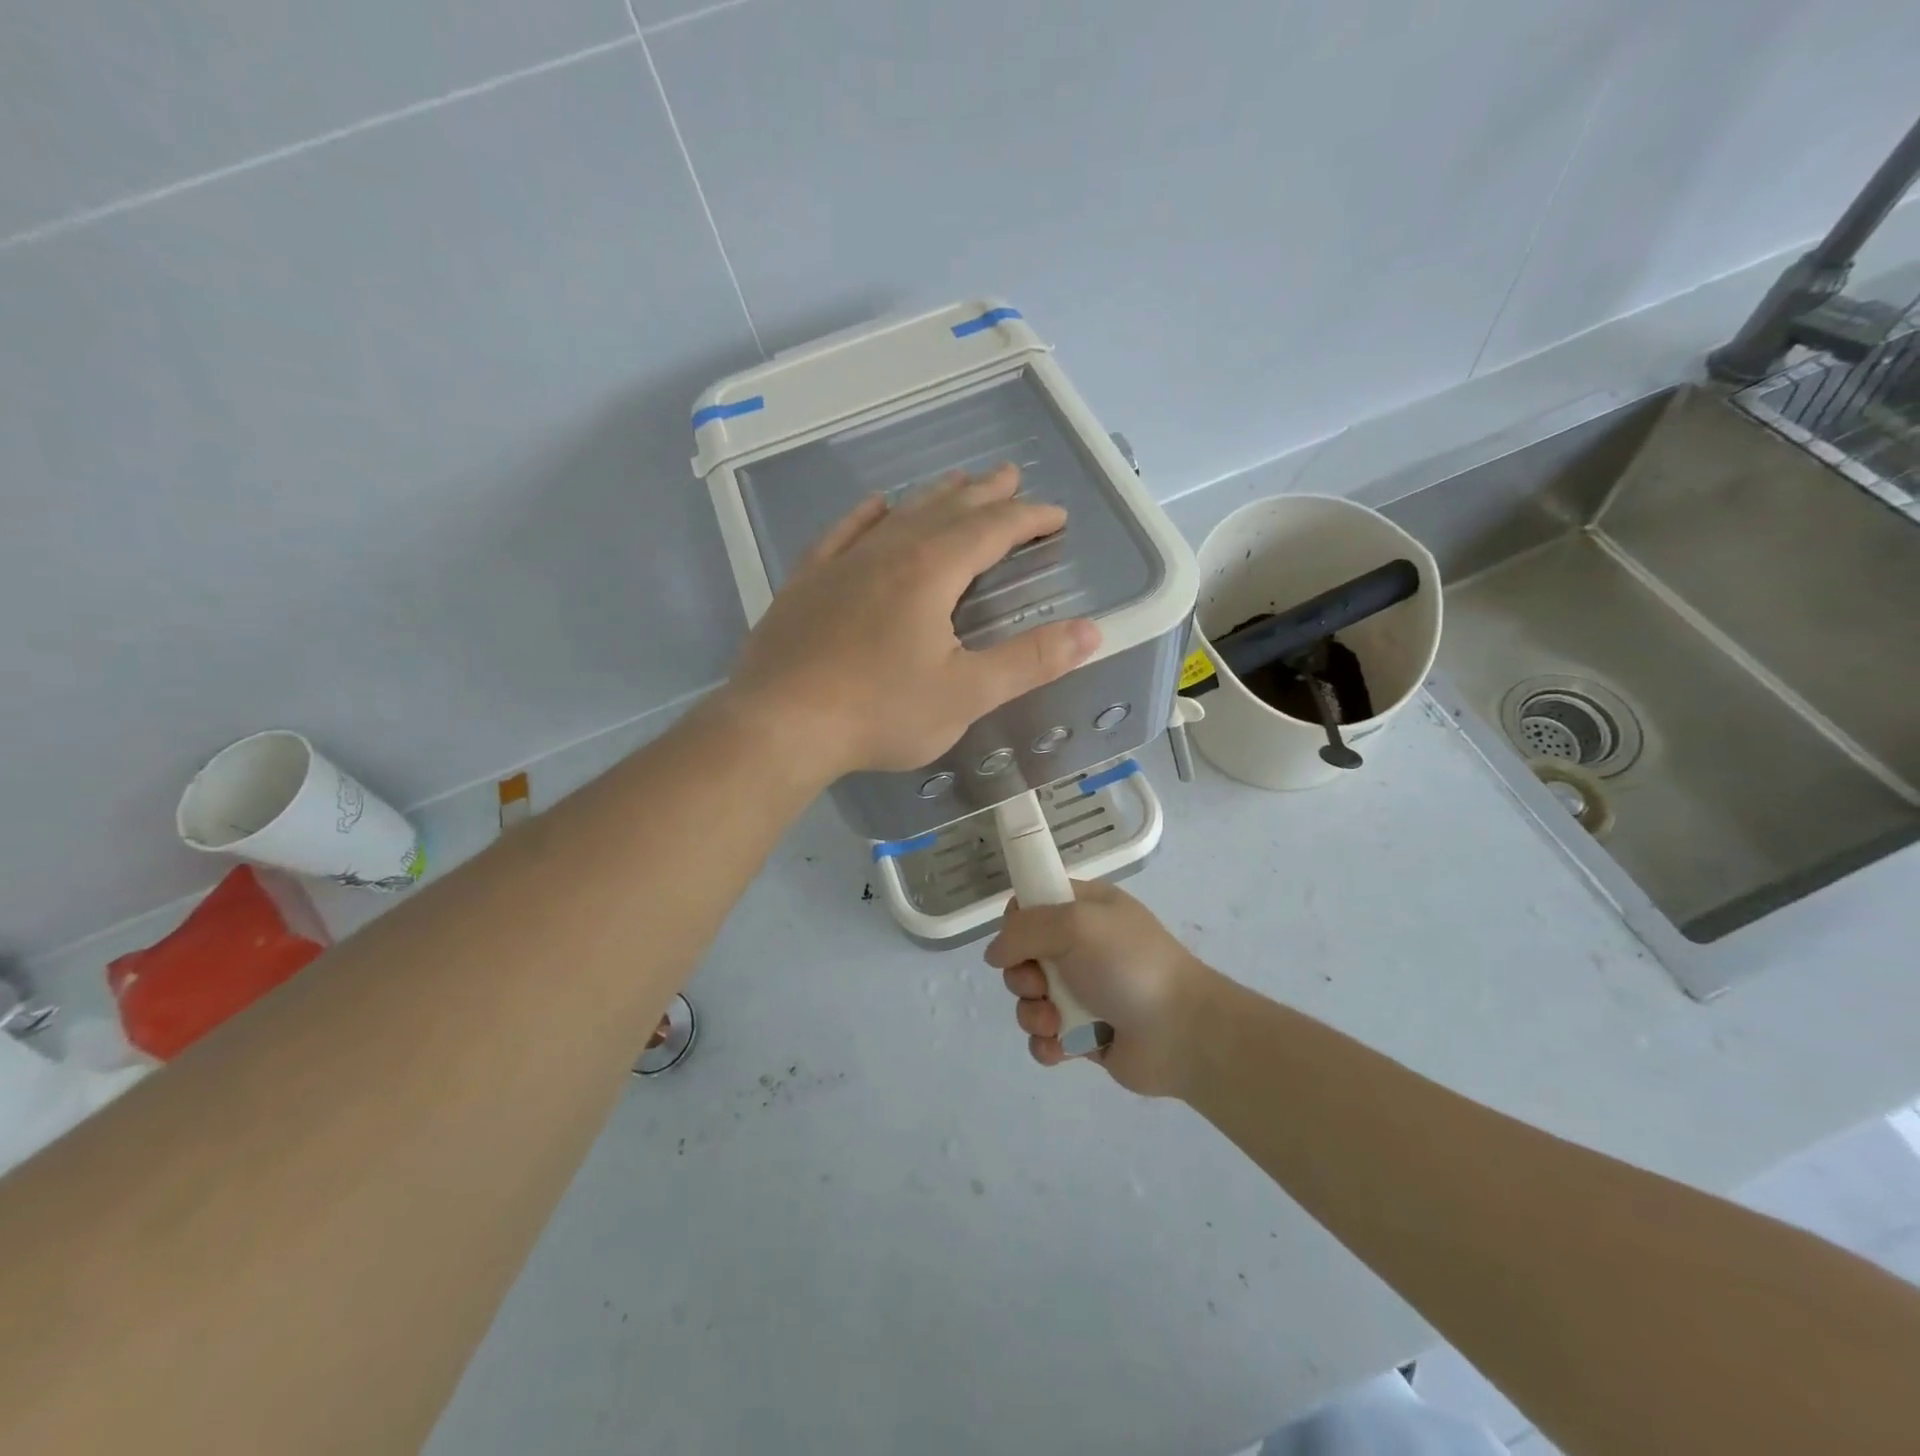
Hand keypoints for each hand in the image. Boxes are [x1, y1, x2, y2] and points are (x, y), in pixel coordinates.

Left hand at [725, 465, 1099, 779]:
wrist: (778, 724)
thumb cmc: (879, 712)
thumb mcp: (966, 694)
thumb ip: (1029, 661)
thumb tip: (1091, 632)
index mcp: (931, 572)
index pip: (991, 530)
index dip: (1028, 519)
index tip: (1055, 515)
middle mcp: (888, 552)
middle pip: (946, 510)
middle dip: (985, 494)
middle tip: (1010, 476)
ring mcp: (842, 564)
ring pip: (899, 515)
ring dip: (934, 497)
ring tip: (957, 482)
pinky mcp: (807, 582)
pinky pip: (843, 532)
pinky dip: (867, 515)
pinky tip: (876, 506)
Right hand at [984, 881, 1223, 1097]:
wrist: (1182, 1033)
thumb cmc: (1128, 966)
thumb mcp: (1075, 924)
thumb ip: (1024, 929)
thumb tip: (995, 953)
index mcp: (1085, 908)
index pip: (1033, 902)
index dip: (1017, 921)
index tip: (1018, 939)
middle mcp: (1082, 946)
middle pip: (1023, 955)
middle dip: (1022, 976)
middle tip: (1041, 986)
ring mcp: (1083, 991)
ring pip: (1029, 999)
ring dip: (1032, 1014)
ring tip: (1056, 1024)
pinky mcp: (1084, 1033)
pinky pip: (1045, 1036)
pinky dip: (1046, 1044)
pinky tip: (1061, 1049)